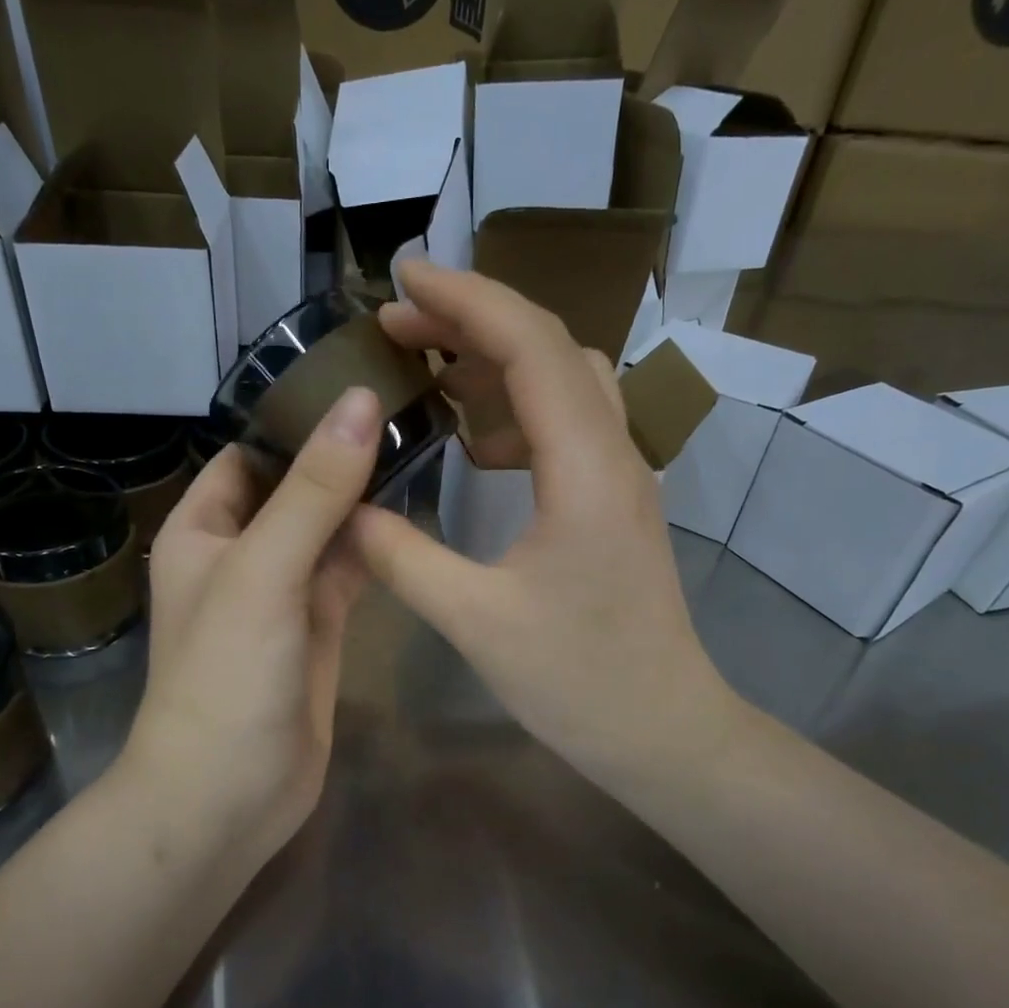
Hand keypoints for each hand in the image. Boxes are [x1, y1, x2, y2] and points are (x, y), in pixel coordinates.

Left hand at [117, 389, 380, 866]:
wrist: (229, 795)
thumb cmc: (226, 675)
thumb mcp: (263, 570)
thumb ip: (313, 490)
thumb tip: (357, 401)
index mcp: (203, 528)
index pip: (249, 452)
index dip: (295, 418)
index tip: (361, 380)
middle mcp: (240, 552)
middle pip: (294, 487)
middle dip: (340, 455)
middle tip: (409, 406)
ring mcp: (283, 592)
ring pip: (327, 529)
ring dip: (363, 498)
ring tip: (422, 444)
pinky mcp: (319, 627)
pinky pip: (348, 571)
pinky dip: (374, 546)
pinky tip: (413, 514)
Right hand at [351, 262, 742, 790]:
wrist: (663, 730)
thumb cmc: (579, 681)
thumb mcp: (475, 622)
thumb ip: (402, 557)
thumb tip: (345, 510)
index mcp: (585, 470)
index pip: (530, 347)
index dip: (467, 299)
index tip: (403, 277)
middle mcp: (613, 454)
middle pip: (549, 348)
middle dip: (471, 321)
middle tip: (396, 326)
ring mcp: (619, 475)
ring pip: (562, 381)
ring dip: (494, 363)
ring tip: (426, 374)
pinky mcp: (613, 501)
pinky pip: (565, 425)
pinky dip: (514, 411)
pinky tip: (473, 444)